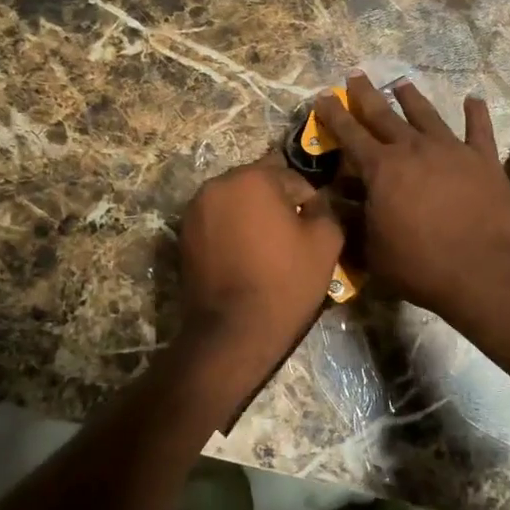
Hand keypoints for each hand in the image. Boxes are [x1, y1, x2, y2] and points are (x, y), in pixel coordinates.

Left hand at [177, 152, 344, 369]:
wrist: (233, 331)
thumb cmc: (284, 282)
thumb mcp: (326, 243)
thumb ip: (325, 209)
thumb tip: (314, 203)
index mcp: (253, 178)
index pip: (293, 178)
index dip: (309, 204)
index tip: (313, 231)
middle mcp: (217, 184)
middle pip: (259, 185)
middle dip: (277, 205)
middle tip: (291, 240)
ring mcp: (195, 210)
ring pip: (236, 203)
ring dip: (252, 217)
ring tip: (266, 251)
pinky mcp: (183, 235)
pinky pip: (217, 223)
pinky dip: (232, 233)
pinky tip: (244, 260)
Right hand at [314, 73, 509, 326]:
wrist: (485, 271)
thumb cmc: (422, 266)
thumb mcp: (373, 251)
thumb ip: (354, 223)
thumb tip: (336, 204)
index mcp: (382, 169)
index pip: (350, 134)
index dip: (334, 114)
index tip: (323, 96)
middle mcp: (414, 149)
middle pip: (384, 114)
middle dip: (366, 94)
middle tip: (356, 75)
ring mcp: (452, 150)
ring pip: (427, 114)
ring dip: (412, 98)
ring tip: (402, 83)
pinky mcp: (484, 159)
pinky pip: (479, 128)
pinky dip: (475, 113)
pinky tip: (473, 99)